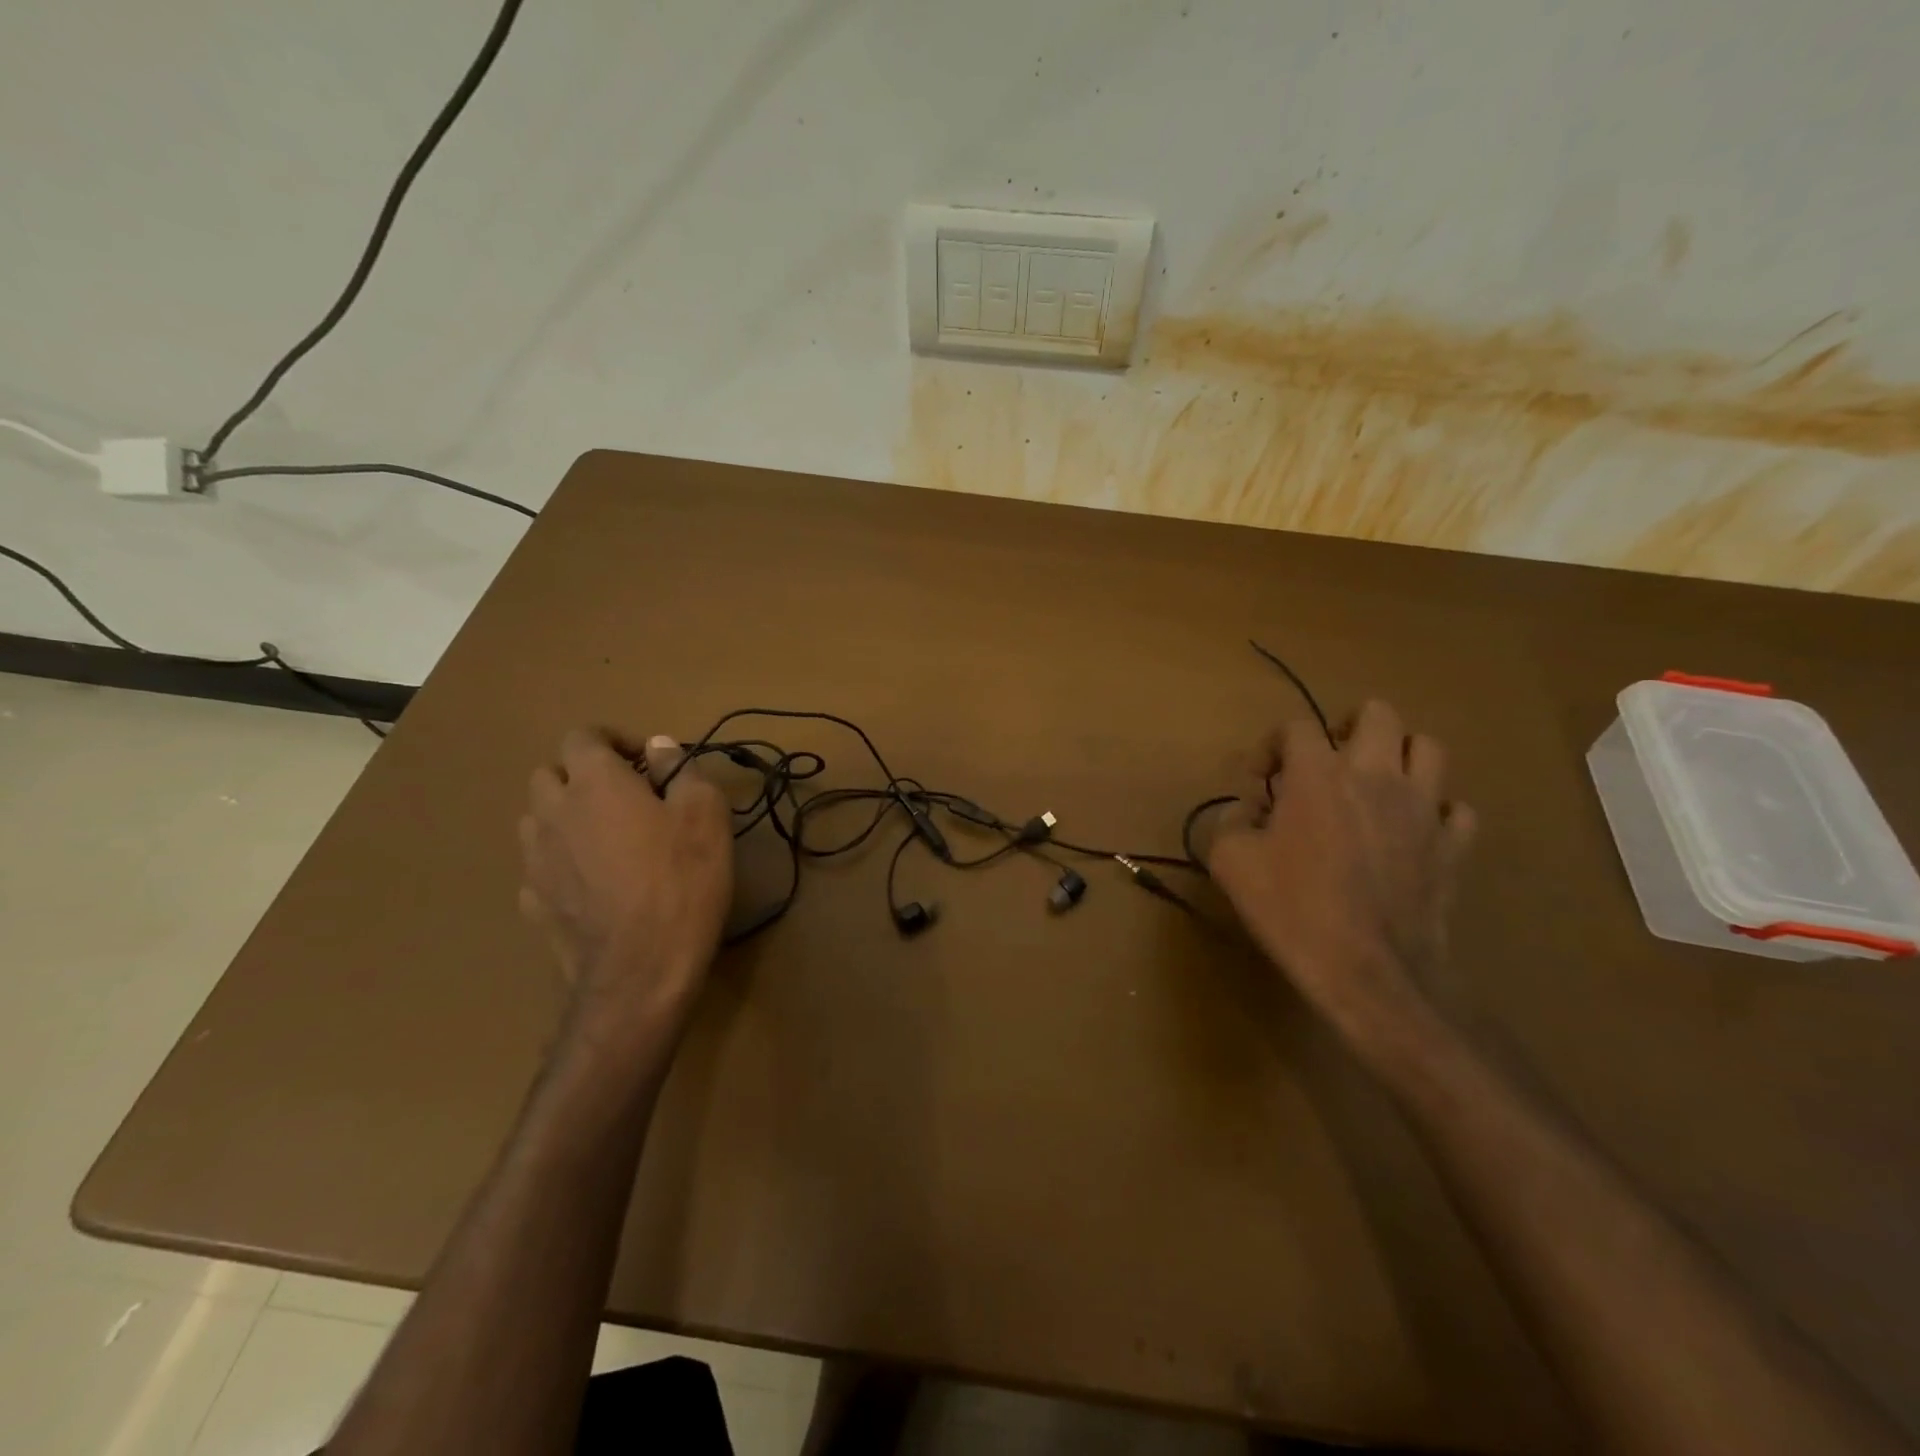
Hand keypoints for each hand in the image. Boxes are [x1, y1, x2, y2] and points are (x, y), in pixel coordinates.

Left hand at [518, 730, 733, 1048]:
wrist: (641, 967)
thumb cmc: (682, 879)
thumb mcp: (705, 814)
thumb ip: (680, 770)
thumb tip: (658, 746)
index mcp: (594, 782)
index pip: (582, 736)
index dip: (614, 740)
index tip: (648, 762)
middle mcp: (553, 812)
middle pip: (549, 774)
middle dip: (582, 776)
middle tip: (625, 798)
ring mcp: (535, 860)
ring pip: (536, 819)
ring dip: (565, 816)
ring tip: (605, 839)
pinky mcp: (532, 902)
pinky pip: (539, 866)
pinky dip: (560, 862)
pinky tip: (591, 883)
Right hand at [1204, 701, 1475, 1034]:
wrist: (1368, 971)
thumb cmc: (1293, 909)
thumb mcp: (1230, 862)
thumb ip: (1231, 822)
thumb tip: (1248, 812)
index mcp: (1318, 774)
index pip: (1296, 726)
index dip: (1271, 745)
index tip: (1258, 780)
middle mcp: (1376, 775)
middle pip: (1379, 714)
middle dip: (1348, 725)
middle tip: (1328, 758)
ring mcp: (1423, 808)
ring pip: (1429, 748)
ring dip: (1399, 757)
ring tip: (1376, 783)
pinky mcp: (1453, 846)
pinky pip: (1457, 809)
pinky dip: (1435, 810)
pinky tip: (1413, 830)